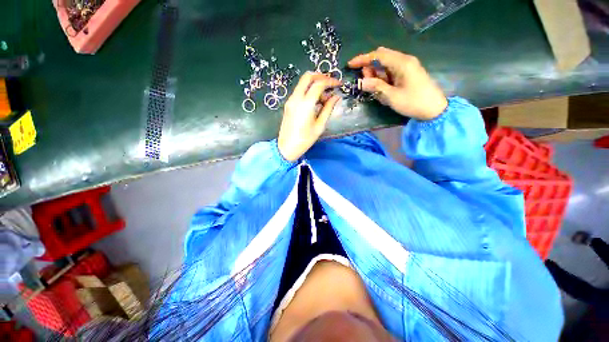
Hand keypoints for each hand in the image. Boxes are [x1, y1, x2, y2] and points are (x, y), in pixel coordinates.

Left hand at [278, 72, 340, 161]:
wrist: (287, 147)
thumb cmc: (305, 139)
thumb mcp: (320, 125)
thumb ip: (328, 109)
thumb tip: (336, 96)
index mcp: (306, 104)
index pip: (319, 84)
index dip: (331, 81)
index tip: (339, 84)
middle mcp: (296, 98)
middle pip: (308, 76)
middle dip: (321, 76)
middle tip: (330, 84)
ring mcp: (290, 100)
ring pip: (303, 83)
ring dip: (314, 84)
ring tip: (324, 99)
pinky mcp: (288, 104)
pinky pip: (299, 91)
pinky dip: (308, 91)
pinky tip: (315, 102)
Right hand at [348, 47, 447, 120]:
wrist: (434, 109)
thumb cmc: (413, 102)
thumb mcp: (392, 96)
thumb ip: (376, 87)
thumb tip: (360, 82)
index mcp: (402, 63)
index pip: (378, 55)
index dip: (363, 59)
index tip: (350, 65)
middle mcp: (404, 60)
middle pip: (381, 57)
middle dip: (370, 67)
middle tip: (364, 82)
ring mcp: (406, 67)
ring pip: (385, 65)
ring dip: (376, 74)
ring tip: (373, 89)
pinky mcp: (407, 73)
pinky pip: (391, 72)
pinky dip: (383, 79)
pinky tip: (382, 89)